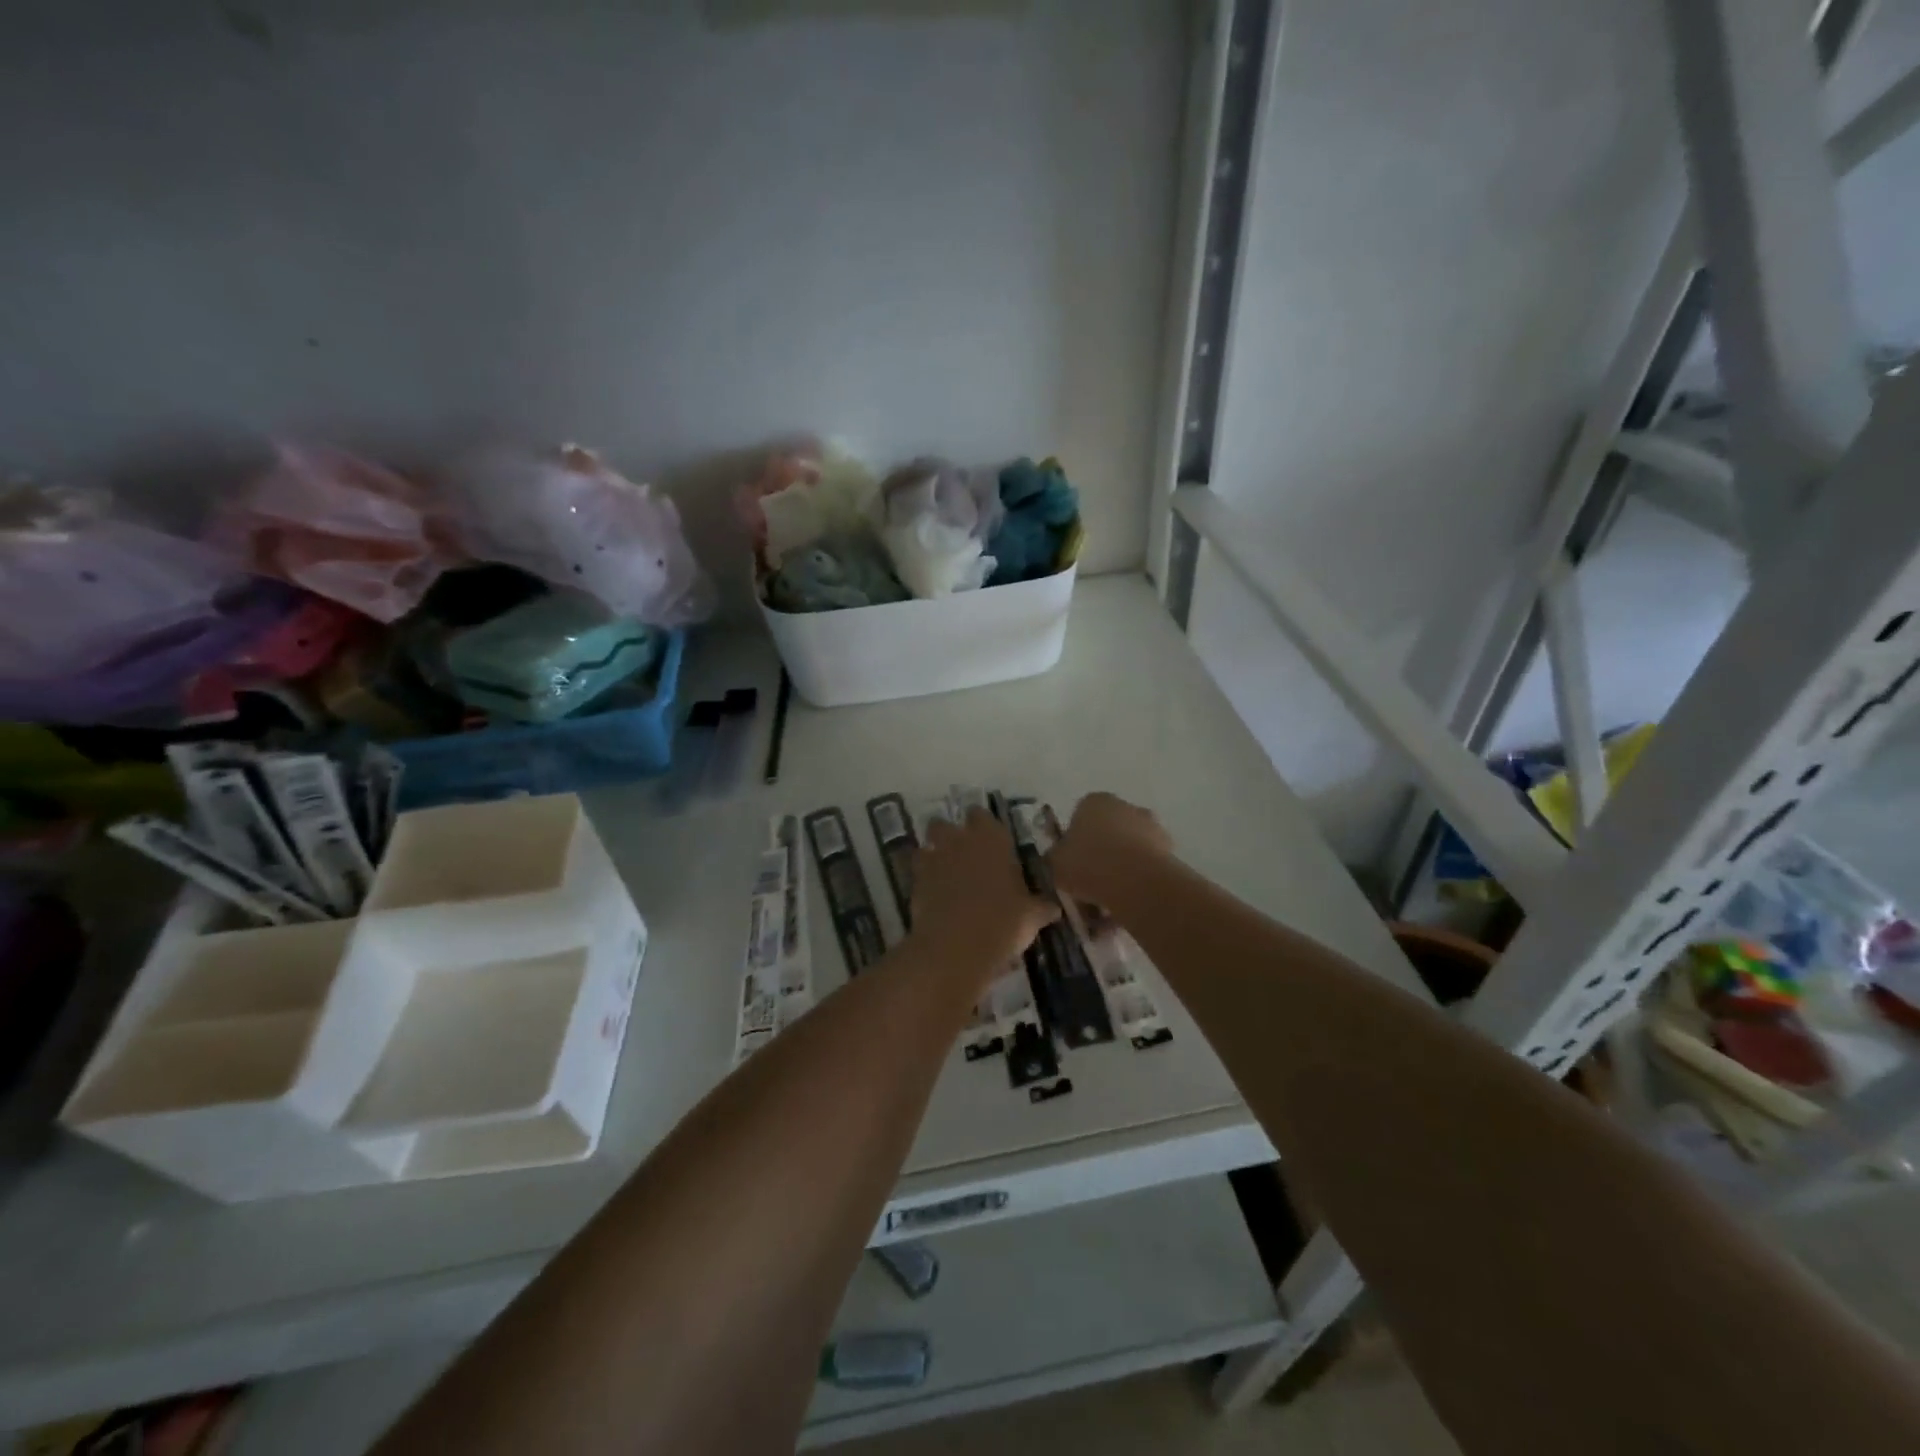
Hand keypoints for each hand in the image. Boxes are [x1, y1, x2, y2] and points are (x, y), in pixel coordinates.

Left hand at [911, 810, 1056, 973]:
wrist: (958, 946)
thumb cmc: (1003, 922)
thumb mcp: (1031, 916)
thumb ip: (1040, 907)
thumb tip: (1053, 909)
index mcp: (992, 839)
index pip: (981, 815)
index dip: (982, 825)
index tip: (988, 840)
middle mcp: (960, 841)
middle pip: (944, 824)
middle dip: (949, 835)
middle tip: (963, 855)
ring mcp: (934, 859)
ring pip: (927, 844)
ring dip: (933, 854)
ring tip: (945, 873)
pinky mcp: (915, 882)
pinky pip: (918, 871)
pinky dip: (924, 879)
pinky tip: (934, 895)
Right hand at [1048, 792, 1172, 911]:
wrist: (1135, 881)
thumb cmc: (1088, 864)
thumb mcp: (1056, 863)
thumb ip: (1057, 857)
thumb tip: (1061, 857)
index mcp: (1094, 801)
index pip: (1080, 816)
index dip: (1075, 842)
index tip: (1072, 865)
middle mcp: (1124, 806)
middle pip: (1108, 832)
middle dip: (1101, 855)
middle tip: (1090, 886)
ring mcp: (1150, 826)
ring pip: (1128, 851)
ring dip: (1120, 871)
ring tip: (1109, 904)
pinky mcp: (1169, 849)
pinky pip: (1145, 867)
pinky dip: (1137, 883)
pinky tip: (1127, 905)